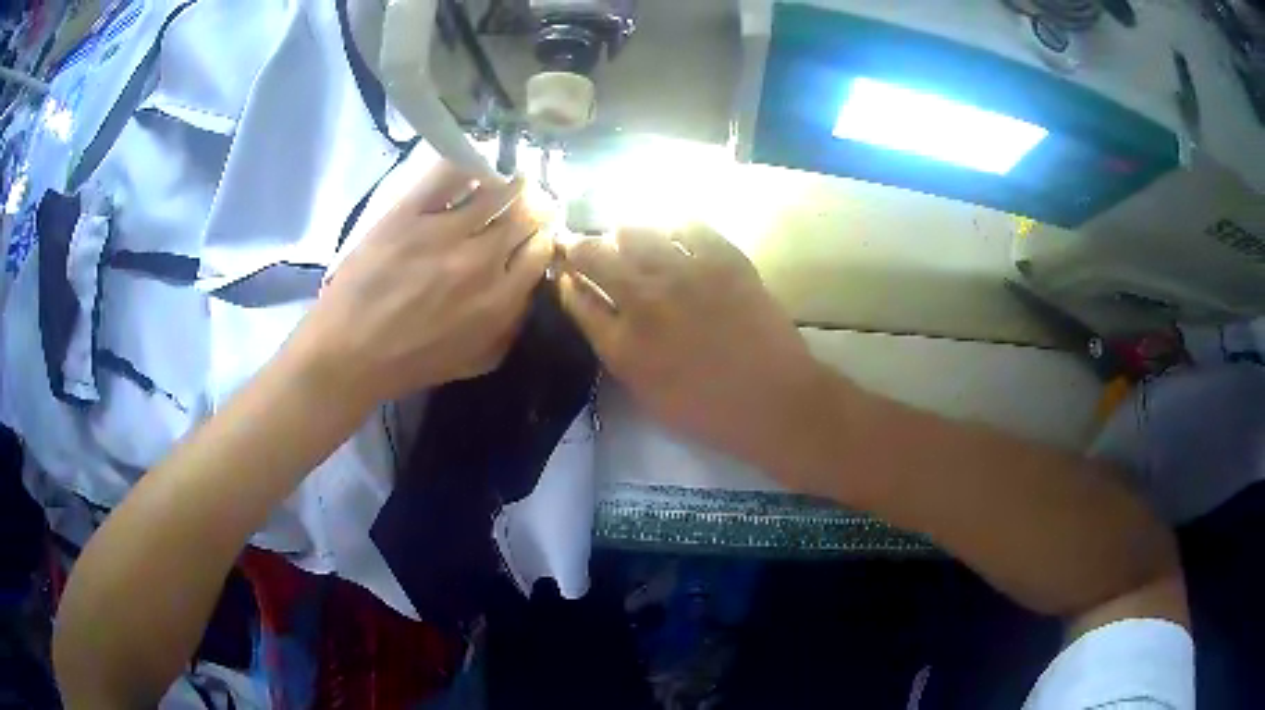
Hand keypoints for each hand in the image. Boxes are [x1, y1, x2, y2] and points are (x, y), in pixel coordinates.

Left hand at [289, 161, 553, 406]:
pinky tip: (475, 168)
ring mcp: (444, 231)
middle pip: (526, 215)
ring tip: (509, 179)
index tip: (539, 231)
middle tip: (533, 199)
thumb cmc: (409, 364)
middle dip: (536, 205)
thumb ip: (509, 328)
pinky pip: (451, 173)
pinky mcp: (409, 212)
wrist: (348, 353)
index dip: (544, 236)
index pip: (541, 251)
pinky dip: (470, 165)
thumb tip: (529, 291)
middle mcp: (481, 260)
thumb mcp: (474, 362)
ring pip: (497, 190)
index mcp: (499, 300)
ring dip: (511, 182)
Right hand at [558, 225, 830, 474]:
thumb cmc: (709, 412)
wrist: (774, 401)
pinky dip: (675, 227)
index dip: (566, 280)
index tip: (566, 272)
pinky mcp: (723, 259)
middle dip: (581, 247)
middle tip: (585, 247)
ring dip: (625, 235)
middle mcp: (644, 301)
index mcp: (622, 344)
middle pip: (594, 255)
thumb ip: (617, 351)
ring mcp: (685, 274)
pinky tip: (676, 234)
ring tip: (630, 237)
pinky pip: (689, 225)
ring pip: (636, 232)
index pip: (576, 298)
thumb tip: (603, 315)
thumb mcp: (646, 394)